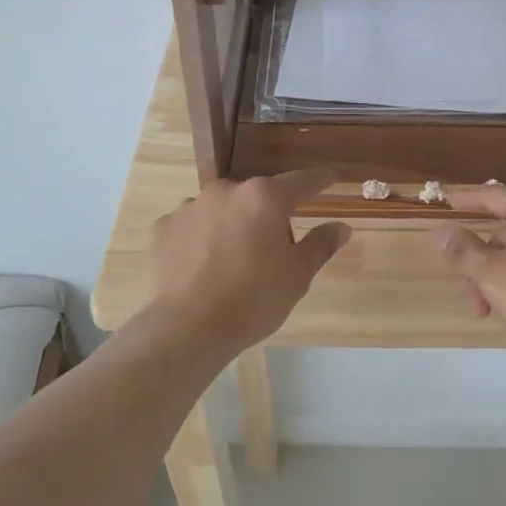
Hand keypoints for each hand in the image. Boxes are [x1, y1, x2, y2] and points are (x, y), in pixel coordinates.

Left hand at [146, 170, 350, 354]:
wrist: (186, 327)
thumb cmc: (253, 300)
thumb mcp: (297, 276)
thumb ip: (320, 246)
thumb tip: (342, 227)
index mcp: (264, 198)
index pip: (301, 182)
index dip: (319, 181)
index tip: (330, 178)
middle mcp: (226, 191)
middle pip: (257, 198)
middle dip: (267, 216)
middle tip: (272, 252)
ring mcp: (190, 206)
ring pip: (222, 211)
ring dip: (231, 226)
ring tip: (231, 264)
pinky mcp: (163, 227)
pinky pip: (191, 227)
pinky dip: (200, 240)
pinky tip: (201, 268)